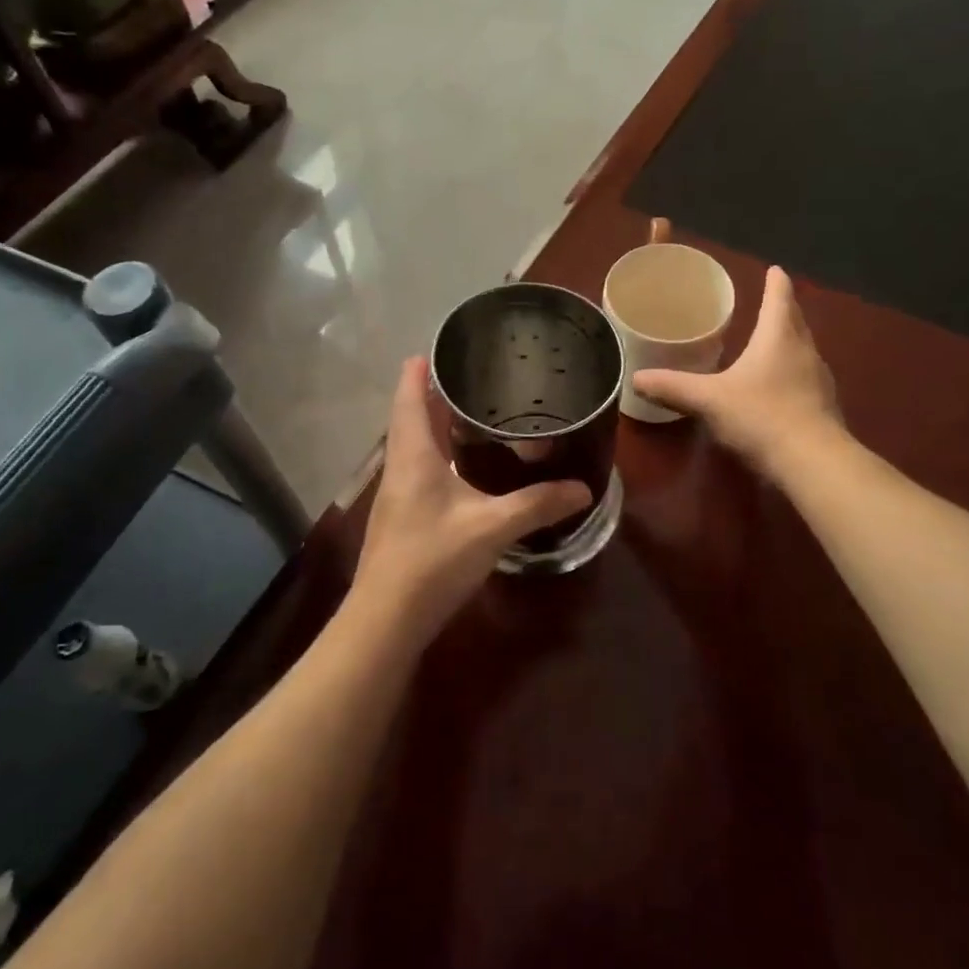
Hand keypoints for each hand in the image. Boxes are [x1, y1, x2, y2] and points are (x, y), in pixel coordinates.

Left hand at [349, 357, 589, 643]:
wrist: (385, 620)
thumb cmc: (433, 560)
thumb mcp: (492, 527)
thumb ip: (537, 505)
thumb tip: (582, 489)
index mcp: (413, 455)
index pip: (410, 397)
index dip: (419, 371)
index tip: (438, 348)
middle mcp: (400, 467)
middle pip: (412, 418)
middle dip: (436, 394)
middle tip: (473, 376)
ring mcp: (397, 495)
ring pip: (415, 446)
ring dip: (437, 426)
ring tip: (473, 413)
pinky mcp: (402, 519)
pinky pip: (420, 470)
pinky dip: (440, 455)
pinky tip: (464, 468)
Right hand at [632, 266, 842, 474]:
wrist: (813, 462)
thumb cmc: (761, 416)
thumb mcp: (709, 400)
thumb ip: (673, 388)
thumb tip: (636, 378)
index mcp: (778, 338)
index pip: (779, 299)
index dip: (776, 283)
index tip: (775, 269)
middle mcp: (804, 351)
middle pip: (796, 322)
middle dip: (784, 310)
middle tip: (771, 302)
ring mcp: (819, 380)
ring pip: (803, 351)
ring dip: (790, 342)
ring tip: (773, 342)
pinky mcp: (824, 407)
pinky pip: (806, 380)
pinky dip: (793, 374)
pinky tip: (779, 388)